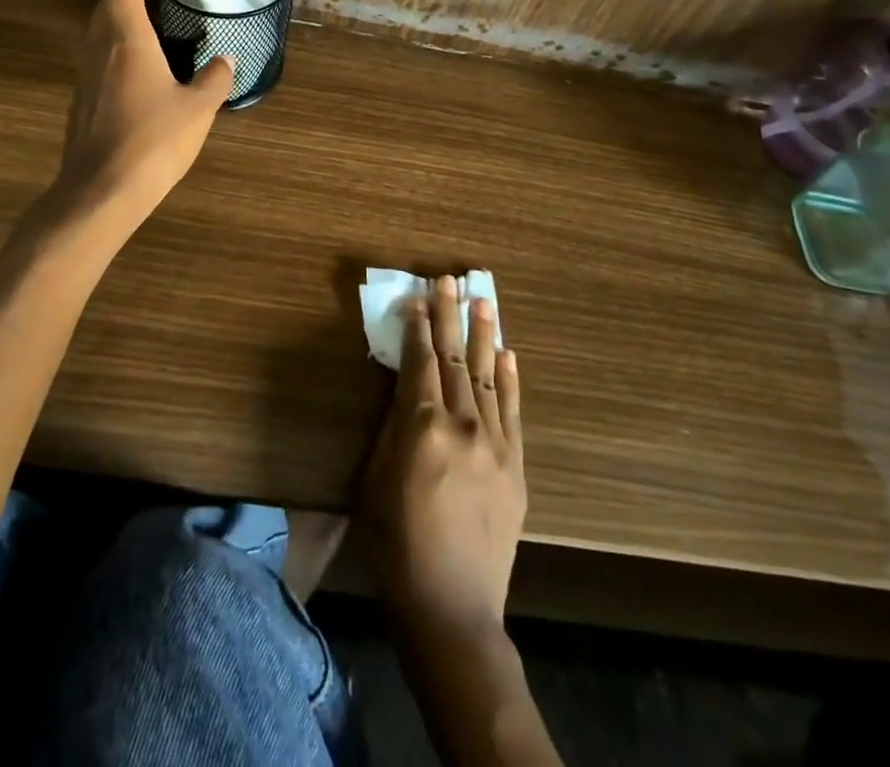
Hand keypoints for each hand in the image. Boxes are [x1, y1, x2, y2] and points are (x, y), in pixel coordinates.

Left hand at [58, 0, 232, 213]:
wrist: (99, 194)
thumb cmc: (151, 143)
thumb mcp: (197, 109)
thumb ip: (215, 78)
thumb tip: (224, 60)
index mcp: (126, 38)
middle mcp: (100, 45)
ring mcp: (87, 71)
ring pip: (105, 23)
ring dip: (131, 9)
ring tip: (168, 17)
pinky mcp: (86, 95)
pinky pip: (105, 50)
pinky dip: (127, 39)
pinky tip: (154, 64)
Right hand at [361, 275, 524, 643]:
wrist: (451, 609)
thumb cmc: (395, 547)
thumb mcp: (374, 483)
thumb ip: (391, 429)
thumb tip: (402, 389)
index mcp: (422, 428)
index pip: (419, 362)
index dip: (417, 327)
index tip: (417, 296)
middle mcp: (462, 425)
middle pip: (455, 359)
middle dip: (448, 317)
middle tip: (449, 280)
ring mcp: (494, 443)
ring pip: (489, 375)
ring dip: (484, 335)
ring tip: (483, 300)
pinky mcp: (515, 466)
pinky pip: (513, 411)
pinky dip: (511, 379)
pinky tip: (509, 354)